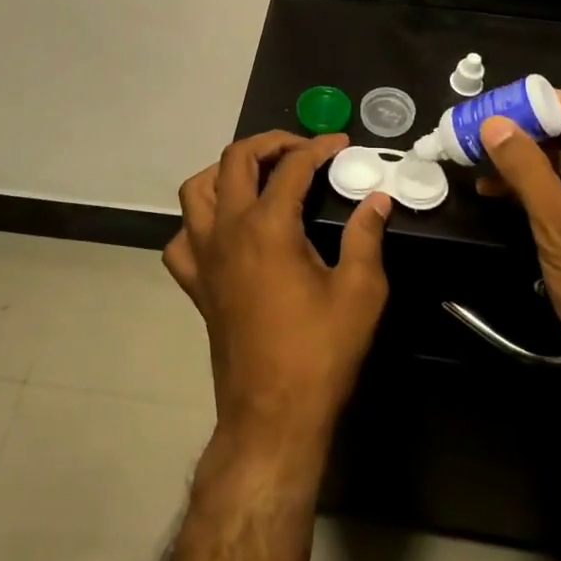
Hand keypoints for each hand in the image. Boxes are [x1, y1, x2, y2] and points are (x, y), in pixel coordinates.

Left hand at [166, 133, 390, 460]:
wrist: (273, 416)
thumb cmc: (320, 353)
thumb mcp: (360, 292)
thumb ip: (366, 236)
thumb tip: (377, 200)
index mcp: (267, 226)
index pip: (292, 166)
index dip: (319, 148)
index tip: (341, 144)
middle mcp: (227, 230)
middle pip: (235, 160)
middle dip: (269, 143)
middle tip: (301, 150)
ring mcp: (204, 257)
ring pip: (196, 190)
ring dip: (225, 172)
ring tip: (258, 177)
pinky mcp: (195, 284)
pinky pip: (182, 238)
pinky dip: (199, 222)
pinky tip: (225, 231)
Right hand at [476, 93, 560, 398]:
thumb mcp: (560, 222)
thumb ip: (525, 167)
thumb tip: (492, 122)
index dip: (539, 104)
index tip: (493, 102)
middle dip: (526, 134)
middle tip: (478, 128)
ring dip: (524, 163)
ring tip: (476, 157)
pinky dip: (534, 190)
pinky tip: (494, 189)